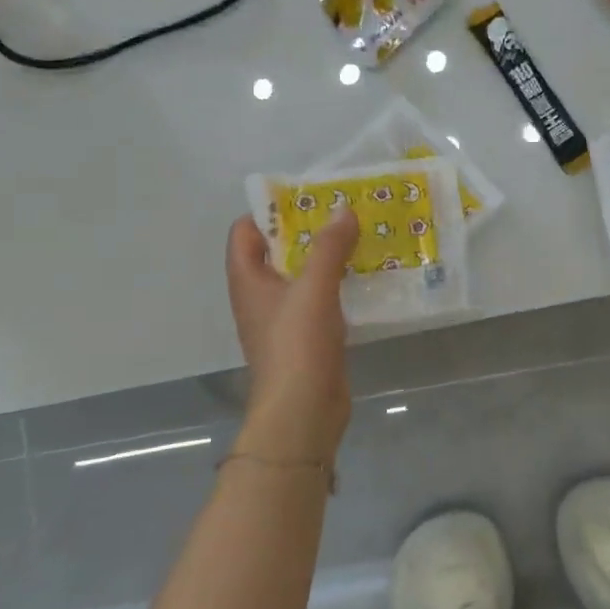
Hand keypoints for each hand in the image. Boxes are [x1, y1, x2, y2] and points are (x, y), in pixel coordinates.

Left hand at [224, 212, 359, 457]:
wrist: (303, 410)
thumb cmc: (298, 344)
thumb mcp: (314, 287)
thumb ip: (330, 246)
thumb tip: (343, 209)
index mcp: (248, 280)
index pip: (245, 232)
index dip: (270, 211)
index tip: (307, 198)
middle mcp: (260, 296)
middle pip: (276, 251)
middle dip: (306, 230)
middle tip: (342, 212)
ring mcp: (282, 319)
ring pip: (301, 276)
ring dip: (325, 258)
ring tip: (358, 237)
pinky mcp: (306, 338)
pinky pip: (319, 299)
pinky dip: (336, 285)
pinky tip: (364, 277)